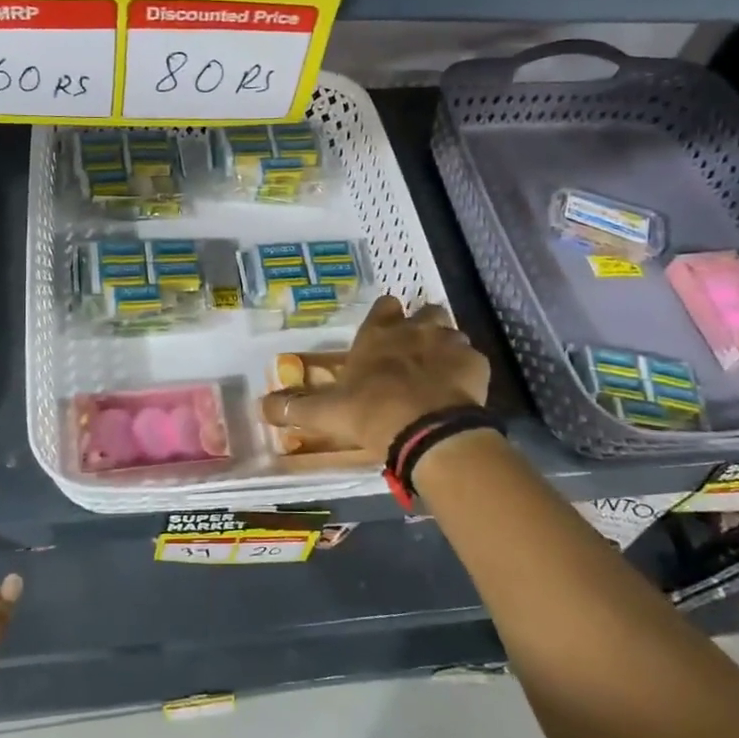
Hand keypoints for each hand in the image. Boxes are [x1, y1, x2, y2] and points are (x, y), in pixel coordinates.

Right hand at [261, 295, 489, 455]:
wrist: (427, 431)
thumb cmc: (372, 413)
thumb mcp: (326, 413)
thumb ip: (294, 407)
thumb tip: (261, 406)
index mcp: (379, 334)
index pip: (384, 306)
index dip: (385, 316)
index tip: (384, 331)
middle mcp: (416, 329)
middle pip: (425, 313)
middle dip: (421, 327)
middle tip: (414, 353)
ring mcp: (450, 343)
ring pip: (452, 334)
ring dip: (445, 348)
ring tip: (438, 375)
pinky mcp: (477, 365)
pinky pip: (473, 361)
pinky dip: (467, 373)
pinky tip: (459, 393)